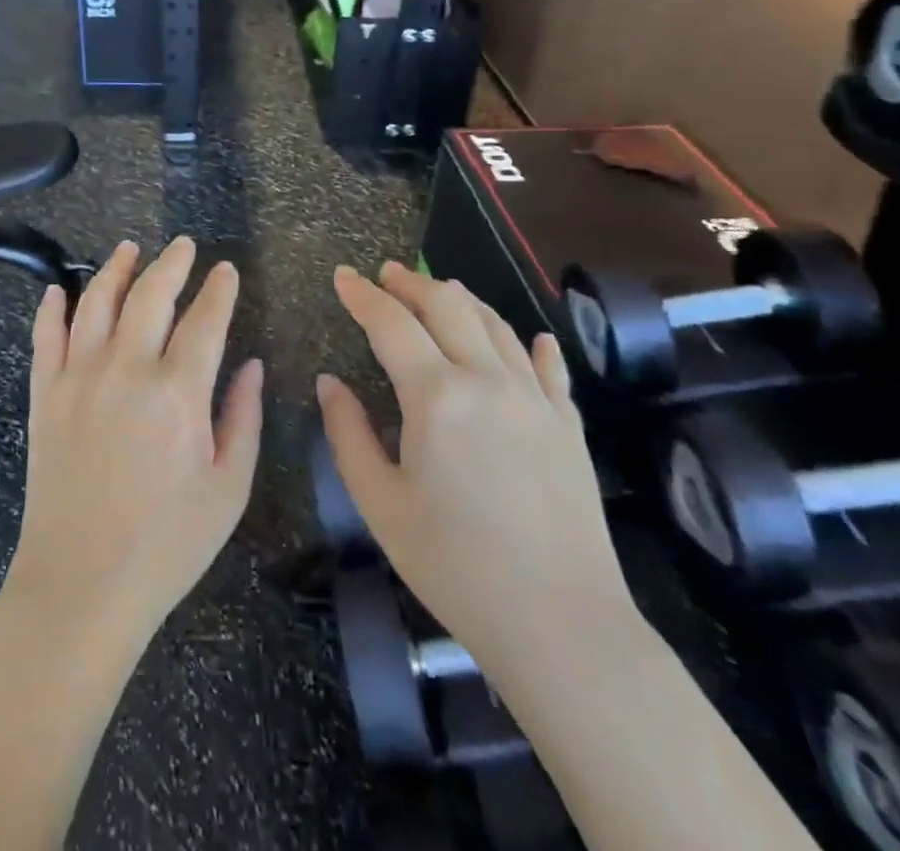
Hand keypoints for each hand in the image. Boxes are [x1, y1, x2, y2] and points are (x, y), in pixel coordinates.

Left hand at [5, 238, 263, 648]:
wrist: (82, 586)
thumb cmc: (167, 544)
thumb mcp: (228, 488)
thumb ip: (243, 417)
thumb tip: (252, 365)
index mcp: (178, 392)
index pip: (205, 320)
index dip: (219, 290)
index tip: (226, 270)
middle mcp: (126, 369)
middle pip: (150, 295)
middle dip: (172, 263)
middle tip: (184, 245)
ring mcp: (78, 378)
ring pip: (96, 302)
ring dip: (115, 269)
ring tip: (129, 248)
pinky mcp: (45, 395)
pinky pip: (45, 338)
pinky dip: (51, 309)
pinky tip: (57, 290)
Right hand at [318, 263, 632, 685]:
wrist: (560, 625)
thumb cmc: (454, 566)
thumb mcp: (379, 504)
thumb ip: (348, 434)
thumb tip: (329, 383)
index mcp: (436, 396)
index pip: (391, 323)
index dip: (362, 295)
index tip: (342, 276)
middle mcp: (488, 380)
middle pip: (448, 305)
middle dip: (411, 283)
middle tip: (385, 274)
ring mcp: (536, 399)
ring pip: (497, 325)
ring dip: (462, 300)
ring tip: (439, 291)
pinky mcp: (569, 426)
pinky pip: (550, 368)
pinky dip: (532, 345)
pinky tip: (531, 339)